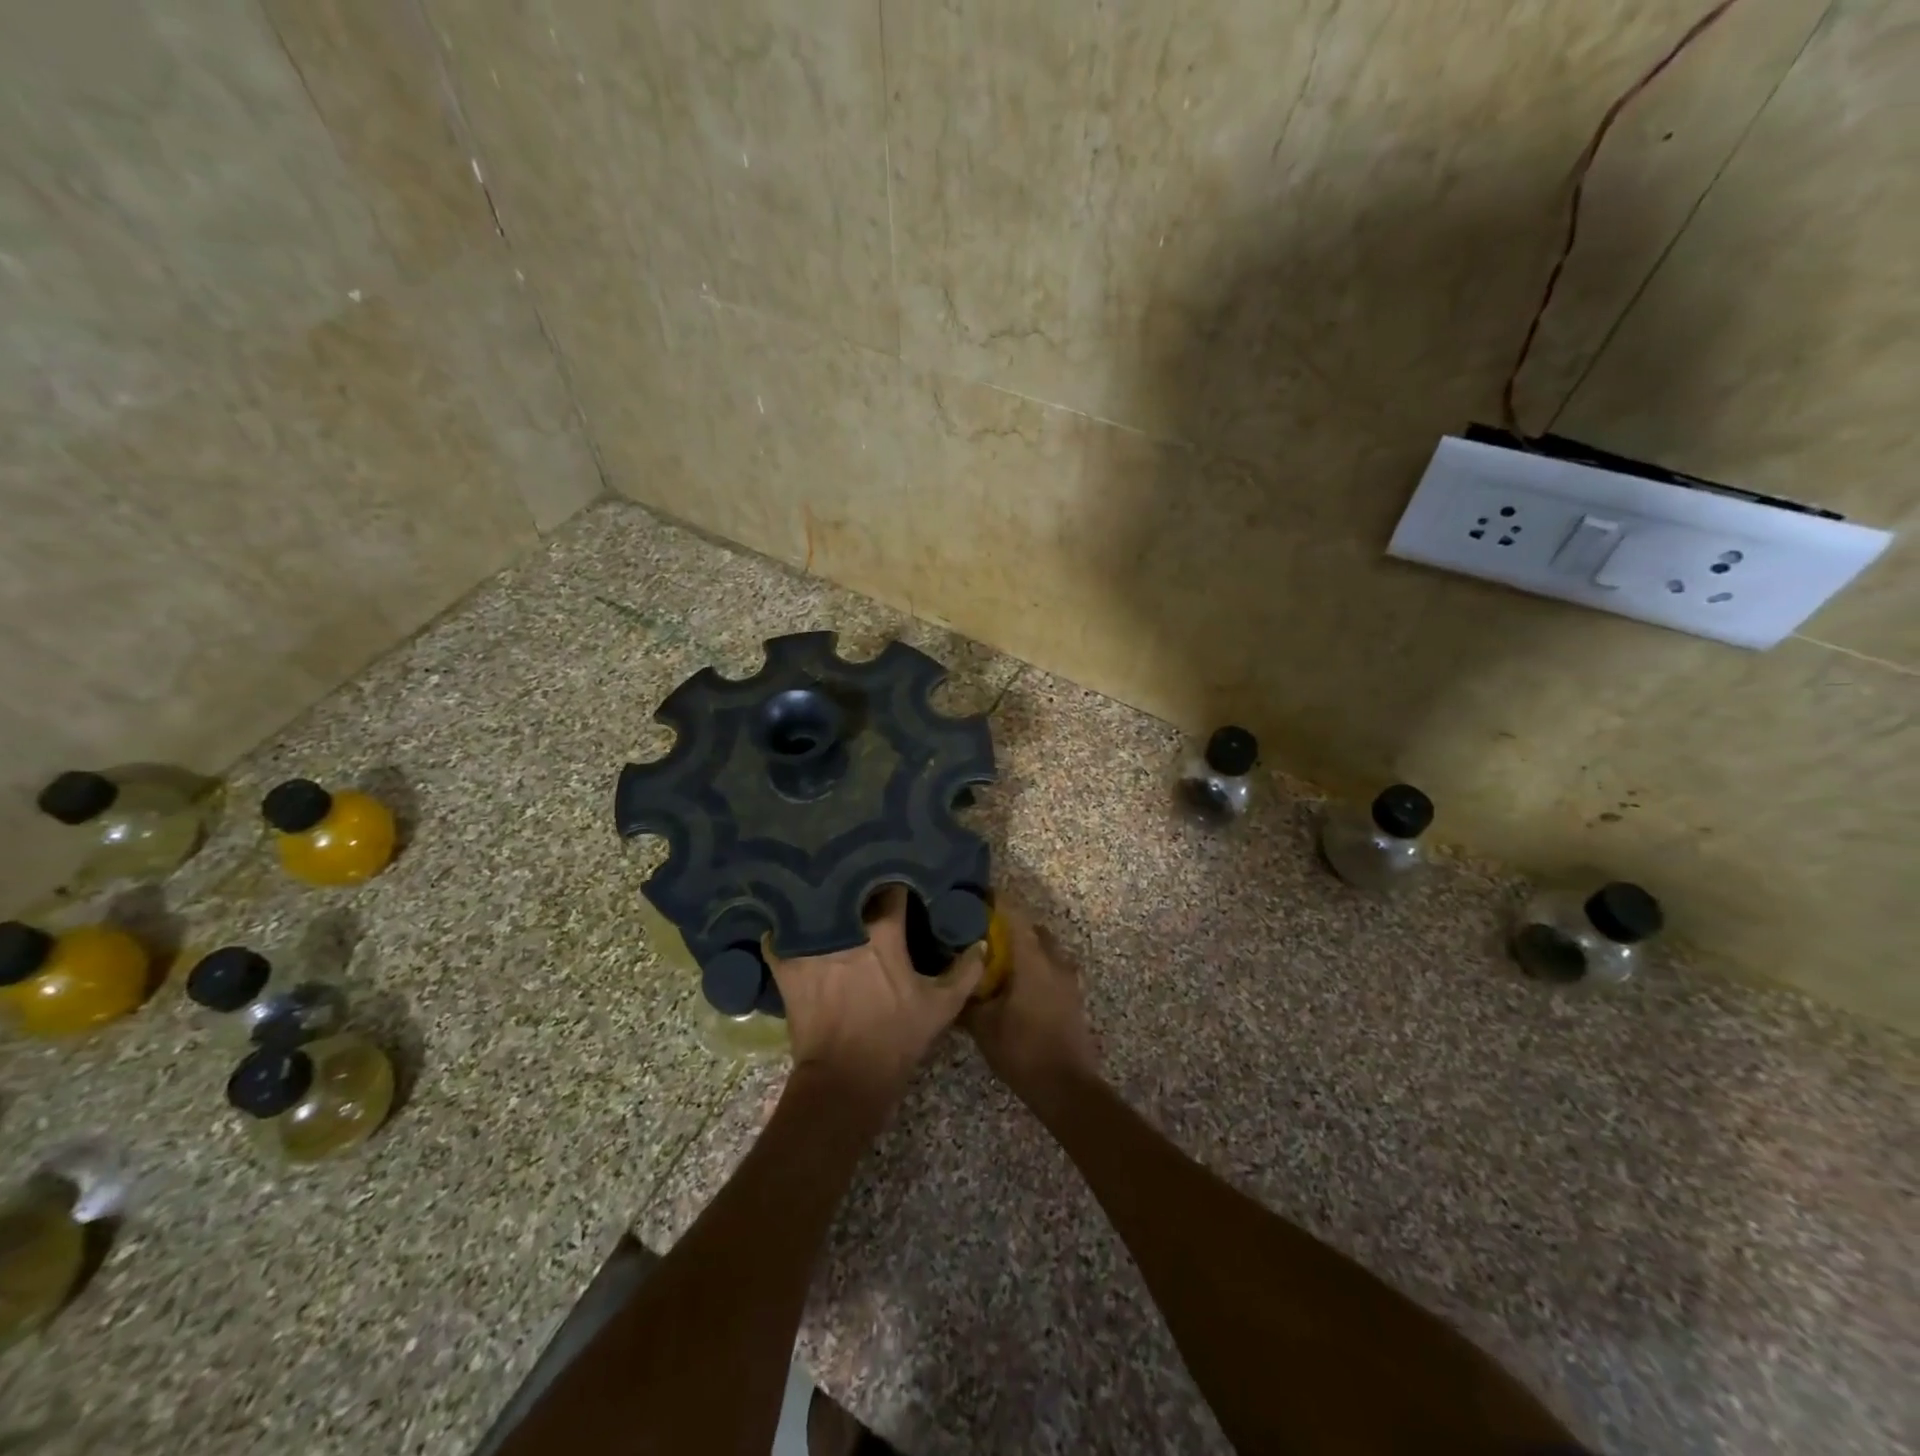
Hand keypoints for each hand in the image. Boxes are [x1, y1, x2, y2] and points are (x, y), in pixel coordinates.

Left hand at [766, 886, 981, 1101]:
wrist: (845, 1078)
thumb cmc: (896, 1038)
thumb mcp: (941, 1007)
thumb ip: (965, 972)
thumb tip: (979, 943)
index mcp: (884, 932)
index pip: (891, 888)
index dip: (896, 880)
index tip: (899, 878)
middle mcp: (845, 927)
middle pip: (849, 888)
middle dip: (856, 881)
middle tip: (862, 880)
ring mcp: (811, 944)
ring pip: (813, 904)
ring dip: (820, 898)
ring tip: (824, 890)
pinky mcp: (786, 964)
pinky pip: (778, 934)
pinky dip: (782, 928)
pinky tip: (788, 923)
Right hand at [963, 904, 1097, 1104]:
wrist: (1067, 1087)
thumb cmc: (1022, 1050)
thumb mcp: (983, 1026)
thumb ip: (967, 998)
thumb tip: (952, 981)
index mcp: (1032, 960)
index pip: (1014, 915)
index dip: (997, 901)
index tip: (978, 895)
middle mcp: (1054, 960)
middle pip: (1032, 928)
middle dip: (1011, 925)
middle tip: (983, 932)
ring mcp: (1068, 978)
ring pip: (1045, 948)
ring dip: (1025, 947)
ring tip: (999, 959)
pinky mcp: (1073, 996)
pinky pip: (1052, 967)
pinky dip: (1036, 965)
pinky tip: (1017, 984)